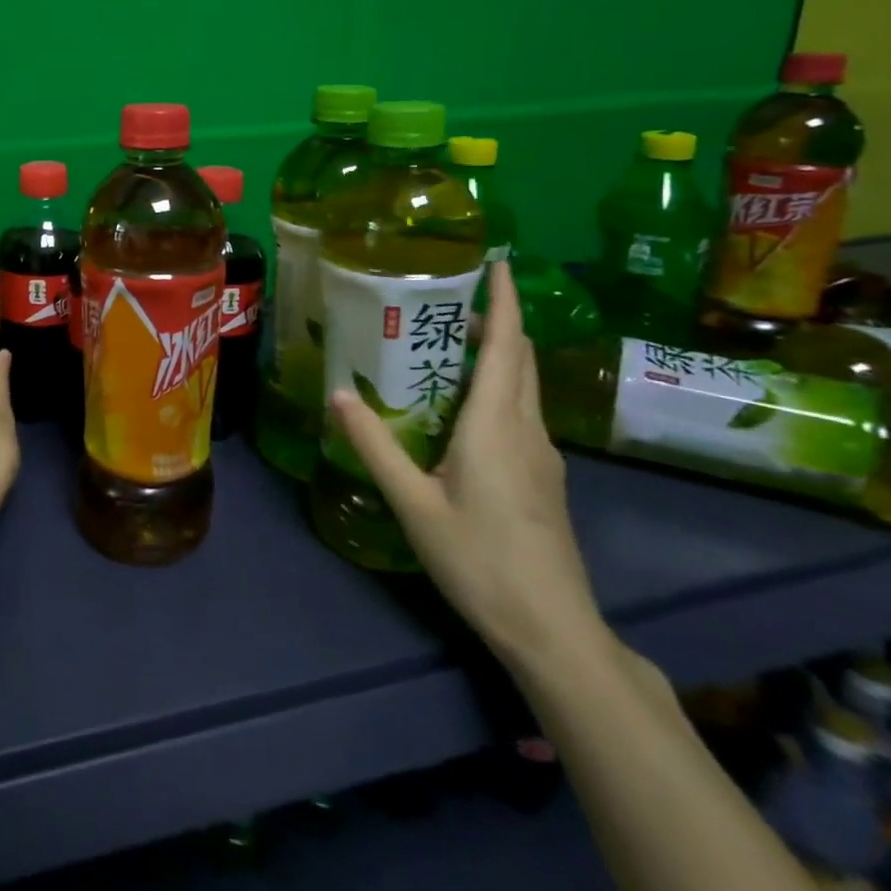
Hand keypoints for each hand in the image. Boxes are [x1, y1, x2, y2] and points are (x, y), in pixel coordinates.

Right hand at [328, 260, 606, 668]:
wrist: (552, 630)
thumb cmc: (480, 561)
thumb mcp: (413, 503)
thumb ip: (374, 445)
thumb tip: (337, 392)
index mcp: (497, 425)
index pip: (507, 345)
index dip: (504, 300)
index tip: (495, 261)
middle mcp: (527, 429)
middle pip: (519, 359)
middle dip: (494, 320)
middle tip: (446, 298)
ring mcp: (542, 455)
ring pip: (523, 386)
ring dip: (495, 353)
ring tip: (445, 342)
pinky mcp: (543, 477)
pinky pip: (520, 412)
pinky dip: (496, 386)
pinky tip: (461, 404)